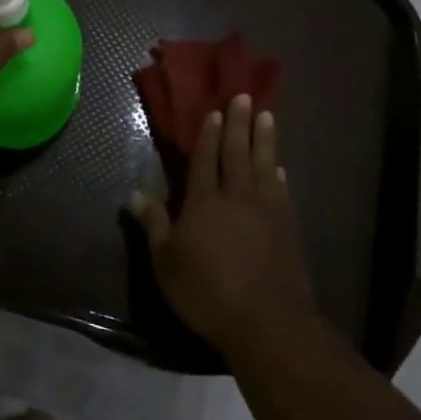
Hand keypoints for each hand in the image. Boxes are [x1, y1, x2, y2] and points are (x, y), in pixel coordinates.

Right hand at [129, 94, 317, 354]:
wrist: (267, 322)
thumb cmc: (207, 292)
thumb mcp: (166, 262)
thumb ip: (154, 225)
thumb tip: (134, 194)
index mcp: (204, 203)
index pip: (205, 159)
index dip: (208, 134)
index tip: (214, 110)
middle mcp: (236, 197)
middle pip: (237, 153)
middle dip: (238, 124)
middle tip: (243, 97)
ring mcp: (266, 211)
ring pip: (264, 166)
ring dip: (265, 139)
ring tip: (267, 116)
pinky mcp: (287, 229)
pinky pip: (282, 192)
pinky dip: (279, 176)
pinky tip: (280, 169)